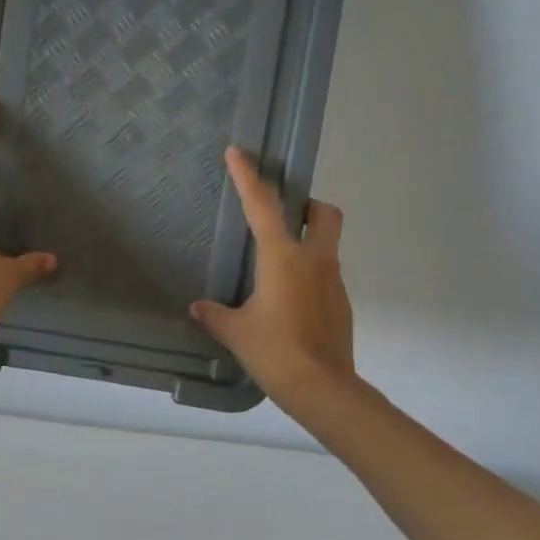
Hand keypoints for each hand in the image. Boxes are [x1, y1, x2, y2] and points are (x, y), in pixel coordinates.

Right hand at [190, 148, 355, 410]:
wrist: (322, 387)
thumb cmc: (273, 351)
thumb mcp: (235, 332)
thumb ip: (215, 314)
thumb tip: (198, 307)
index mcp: (283, 258)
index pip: (262, 206)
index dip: (248, 177)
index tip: (238, 152)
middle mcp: (314, 261)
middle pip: (324, 214)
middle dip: (308, 206)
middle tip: (284, 218)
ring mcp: (333, 282)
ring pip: (326, 247)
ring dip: (307, 245)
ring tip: (275, 273)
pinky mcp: (341, 304)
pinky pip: (325, 277)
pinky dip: (308, 278)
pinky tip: (288, 305)